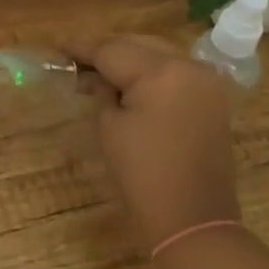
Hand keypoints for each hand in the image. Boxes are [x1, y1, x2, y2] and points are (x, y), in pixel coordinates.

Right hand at [65, 34, 240, 254]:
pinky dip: (150, 74)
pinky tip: (128, 84)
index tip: (57, 47)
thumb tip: (97, 77)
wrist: (194, 222)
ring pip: (156, 55)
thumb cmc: (144, 175)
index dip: (81, 48)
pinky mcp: (212, 99)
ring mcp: (205, 81)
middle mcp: (188, 65)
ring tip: (98, 73)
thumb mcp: (110, 127)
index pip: (112, 50)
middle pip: (137, 45)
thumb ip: (102, 91)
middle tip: (75, 61)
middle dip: (106, 52)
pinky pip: (173, 73)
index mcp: (162, 71)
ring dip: (128, 61)